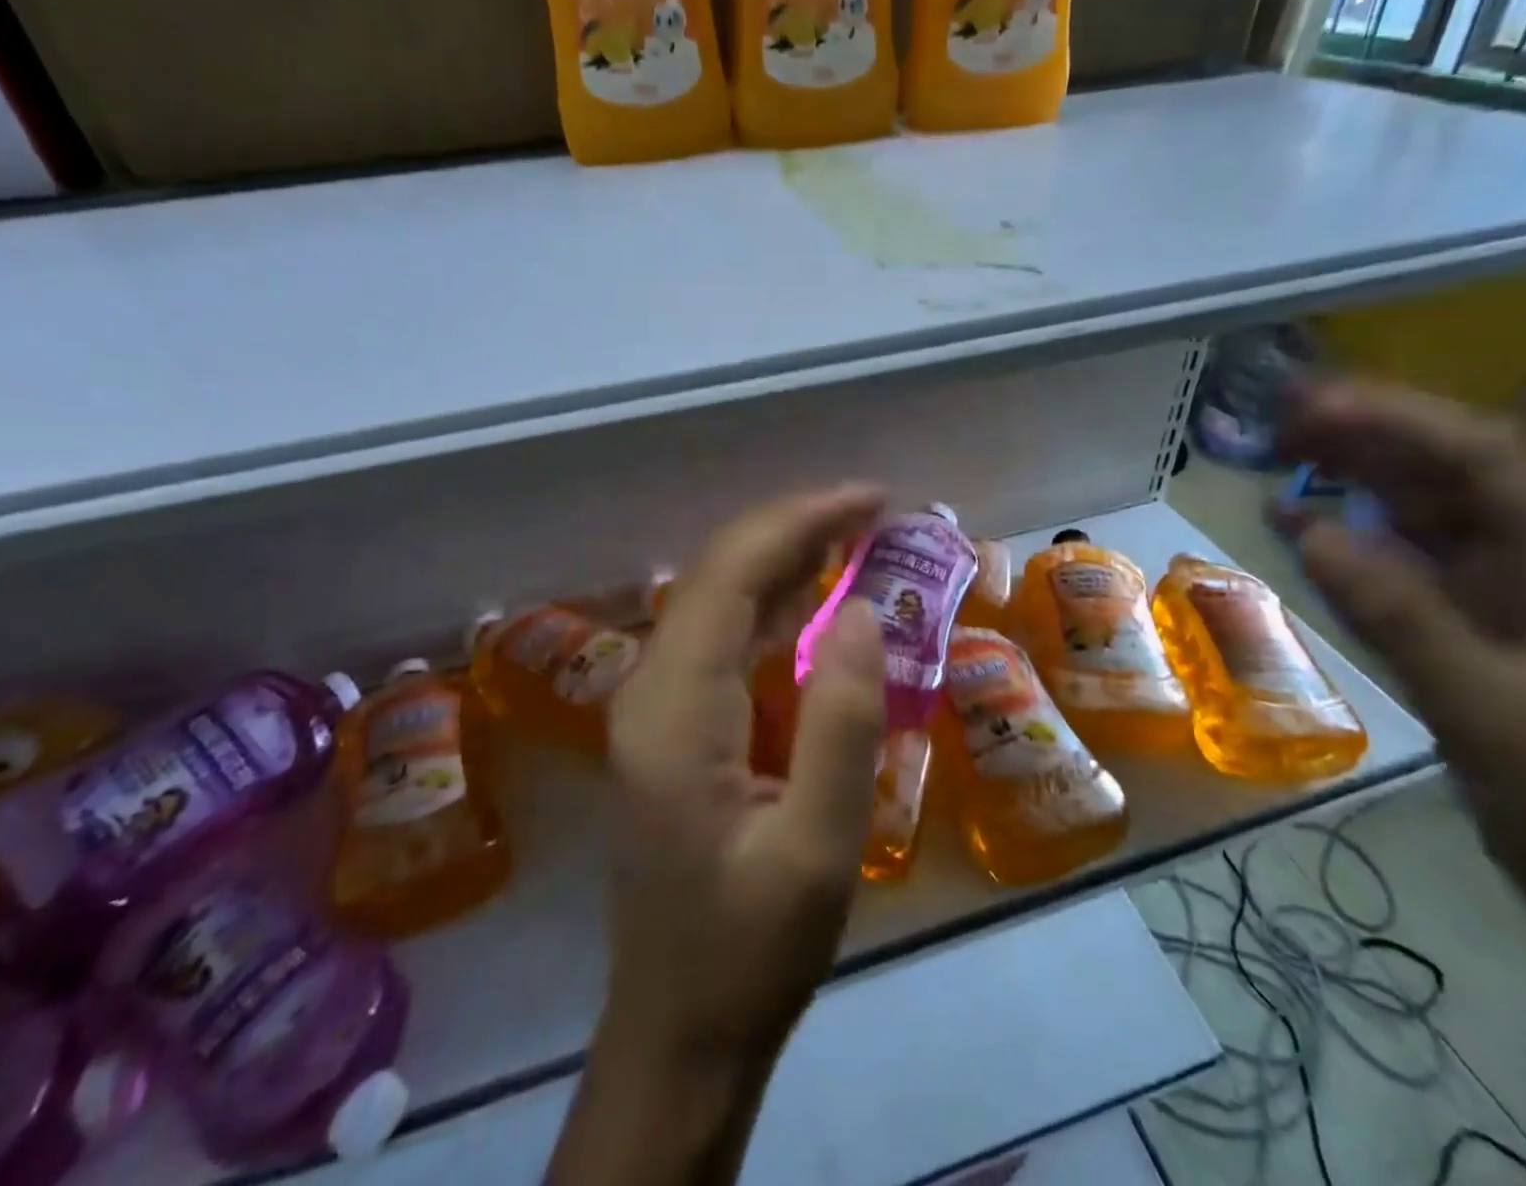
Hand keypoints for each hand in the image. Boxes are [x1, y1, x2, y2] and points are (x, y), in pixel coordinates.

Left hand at [603, 484, 888, 1065]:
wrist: (681, 1026)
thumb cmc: (752, 948)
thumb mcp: (818, 849)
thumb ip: (840, 722)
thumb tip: (860, 612)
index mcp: (675, 709)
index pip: (731, 574)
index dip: (801, 521)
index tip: (872, 500)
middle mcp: (650, 686)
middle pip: (718, 571)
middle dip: (795, 526)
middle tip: (874, 511)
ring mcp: (654, 700)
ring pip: (717, 594)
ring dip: (784, 555)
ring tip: (856, 535)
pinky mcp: (670, 718)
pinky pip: (721, 632)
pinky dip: (772, 599)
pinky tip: (817, 595)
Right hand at [1276, 380, 1525, 938]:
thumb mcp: (1492, 709)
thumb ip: (1399, 614)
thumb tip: (1307, 530)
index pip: (1487, 460)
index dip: (1396, 422)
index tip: (1312, 406)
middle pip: (1454, 471)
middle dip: (1370, 434)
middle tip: (1281, 413)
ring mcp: (1514, 591)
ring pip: (1427, 509)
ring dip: (1357, 475)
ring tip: (1282, 448)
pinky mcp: (1477, 624)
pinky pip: (1405, 559)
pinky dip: (1351, 535)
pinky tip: (1298, 523)